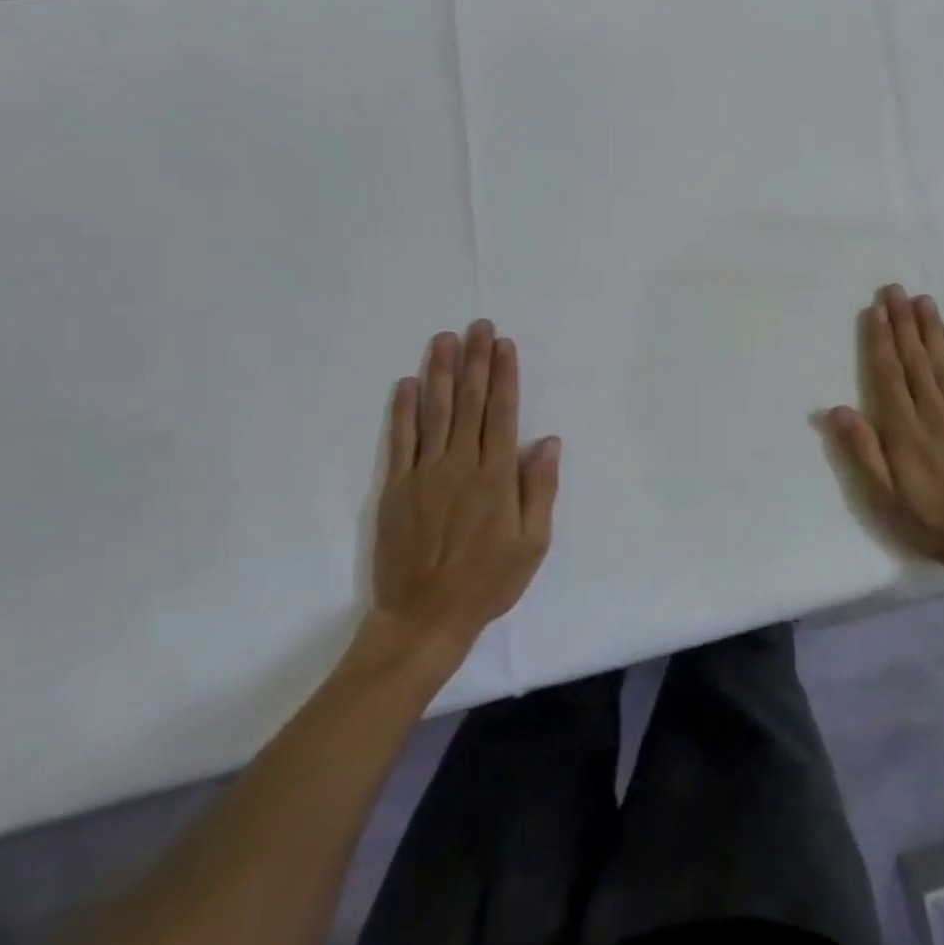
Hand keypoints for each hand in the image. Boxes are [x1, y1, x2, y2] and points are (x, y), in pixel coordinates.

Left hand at [369, 319, 559, 657]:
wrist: (423, 618)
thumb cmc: (488, 581)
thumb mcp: (532, 543)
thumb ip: (539, 489)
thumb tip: (547, 441)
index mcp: (496, 476)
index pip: (502, 413)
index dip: (504, 376)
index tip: (504, 345)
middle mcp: (460, 464)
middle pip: (469, 402)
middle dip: (475, 361)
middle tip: (478, 326)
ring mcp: (424, 473)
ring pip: (434, 412)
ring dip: (439, 372)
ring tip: (444, 339)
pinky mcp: (396, 487)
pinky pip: (400, 440)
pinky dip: (403, 410)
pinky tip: (407, 384)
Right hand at [828, 285, 943, 573]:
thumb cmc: (926, 518)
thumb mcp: (884, 495)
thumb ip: (863, 450)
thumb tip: (837, 409)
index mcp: (905, 431)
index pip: (889, 375)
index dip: (880, 341)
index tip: (875, 311)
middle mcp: (934, 413)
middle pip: (915, 360)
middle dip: (903, 323)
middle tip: (895, 290)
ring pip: (943, 362)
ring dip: (931, 329)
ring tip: (922, 300)